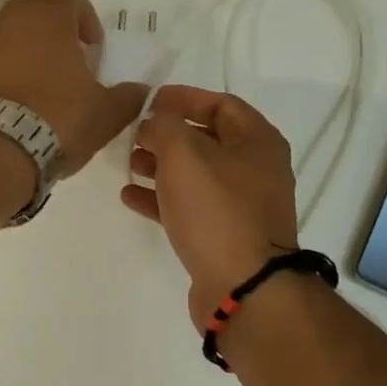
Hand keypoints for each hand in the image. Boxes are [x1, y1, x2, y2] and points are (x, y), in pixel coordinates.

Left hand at [0, 0, 148, 176]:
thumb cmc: (58, 117)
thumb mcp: (106, 112)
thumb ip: (129, 97)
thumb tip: (141, 92)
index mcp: (47, 15)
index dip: (83, 10)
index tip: (91, 45)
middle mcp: (11, 18)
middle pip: (37, 9)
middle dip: (57, 32)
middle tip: (73, 66)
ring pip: (14, 34)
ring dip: (32, 52)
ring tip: (48, 90)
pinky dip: (11, 72)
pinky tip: (24, 104)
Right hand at [121, 86, 299, 328]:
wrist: (243, 287)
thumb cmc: (216, 210)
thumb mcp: (184, 154)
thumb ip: (164, 126)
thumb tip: (155, 122)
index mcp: (257, 142)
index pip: (221, 104)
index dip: (185, 98)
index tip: (151, 100)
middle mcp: (256, 170)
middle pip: (207, 140)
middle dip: (168, 134)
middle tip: (135, 134)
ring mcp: (242, 206)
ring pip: (196, 175)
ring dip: (161, 166)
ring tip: (128, 164)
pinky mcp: (225, 237)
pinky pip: (190, 207)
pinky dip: (162, 198)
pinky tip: (130, 197)